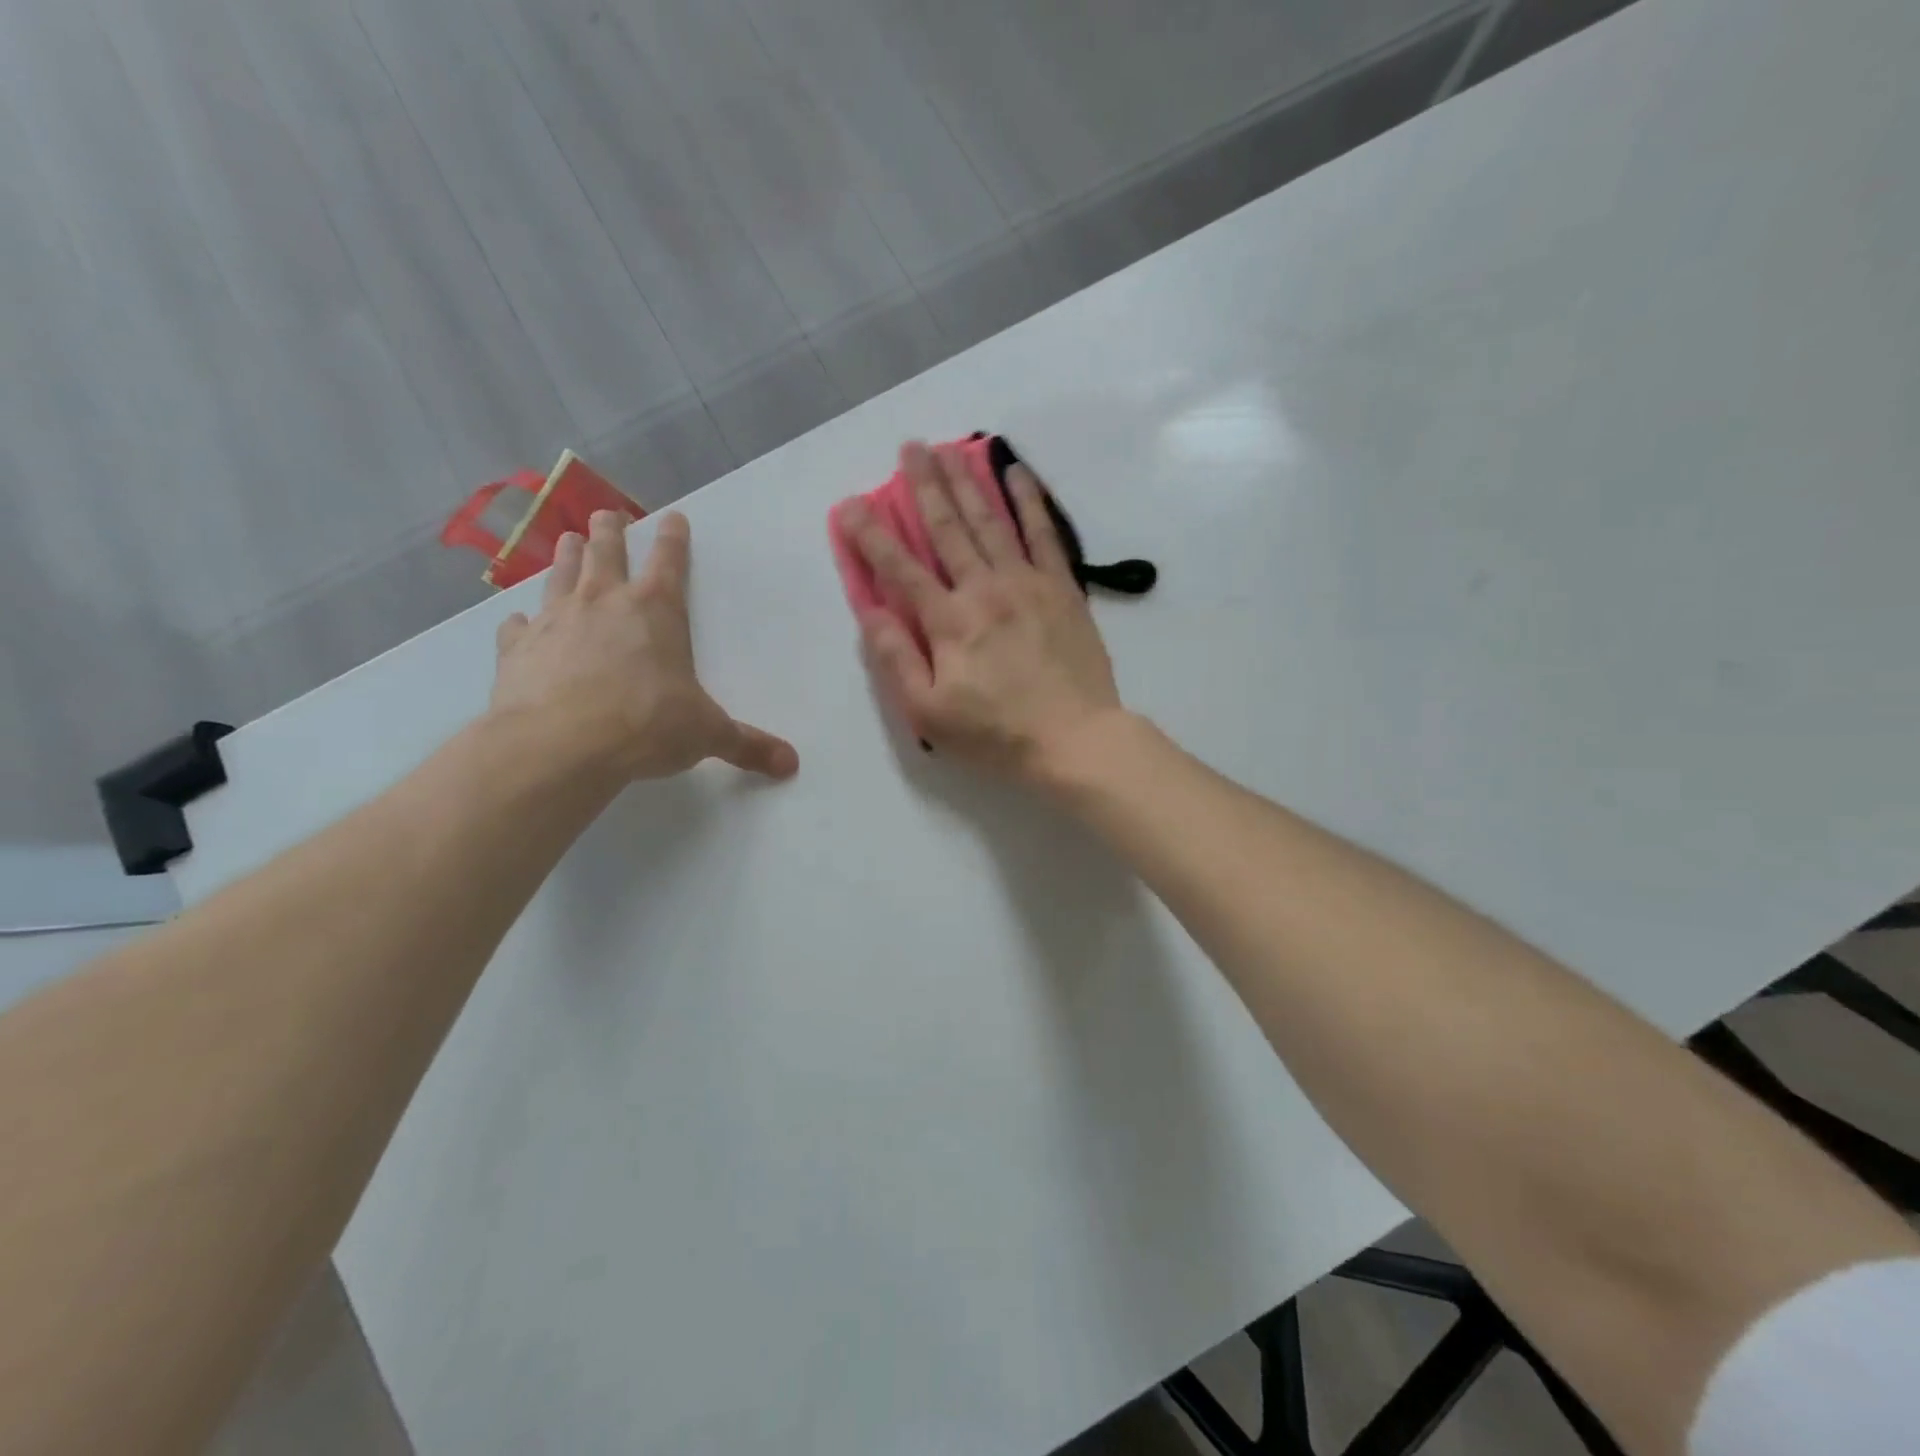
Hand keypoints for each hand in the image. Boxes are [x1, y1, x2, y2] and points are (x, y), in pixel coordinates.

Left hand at [490, 510, 798, 782]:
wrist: (559, 745)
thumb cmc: (646, 726)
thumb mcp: (707, 735)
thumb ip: (747, 745)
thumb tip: (791, 764)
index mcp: (656, 611)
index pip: (669, 561)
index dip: (674, 538)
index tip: (673, 517)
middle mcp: (603, 603)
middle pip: (605, 551)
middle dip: (609, 531)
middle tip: (606, 515)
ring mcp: (555, 621)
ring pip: (560, 575)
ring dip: (566, 557)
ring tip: (566, 541)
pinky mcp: (516, 649)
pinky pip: (518, 626)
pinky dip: (520, 622)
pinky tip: (517, 621)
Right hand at [844, 442, 1126, 782]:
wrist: (1075, 740)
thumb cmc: (996, 734)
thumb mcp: (929, 713)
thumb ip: (897, 658)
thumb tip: (869, 611)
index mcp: (949, 622)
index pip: (900, 568)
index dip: (871, 535)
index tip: (850, 504)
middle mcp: (984, 589)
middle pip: (948, 529)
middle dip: (924, 486)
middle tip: (910, 447)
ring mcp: (1027, 583)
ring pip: (990, 521)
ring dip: (967, 482)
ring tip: (949, 448)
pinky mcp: (1062, 588)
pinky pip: (1043, 533)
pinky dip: (1029, 500)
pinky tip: (1016, 472)